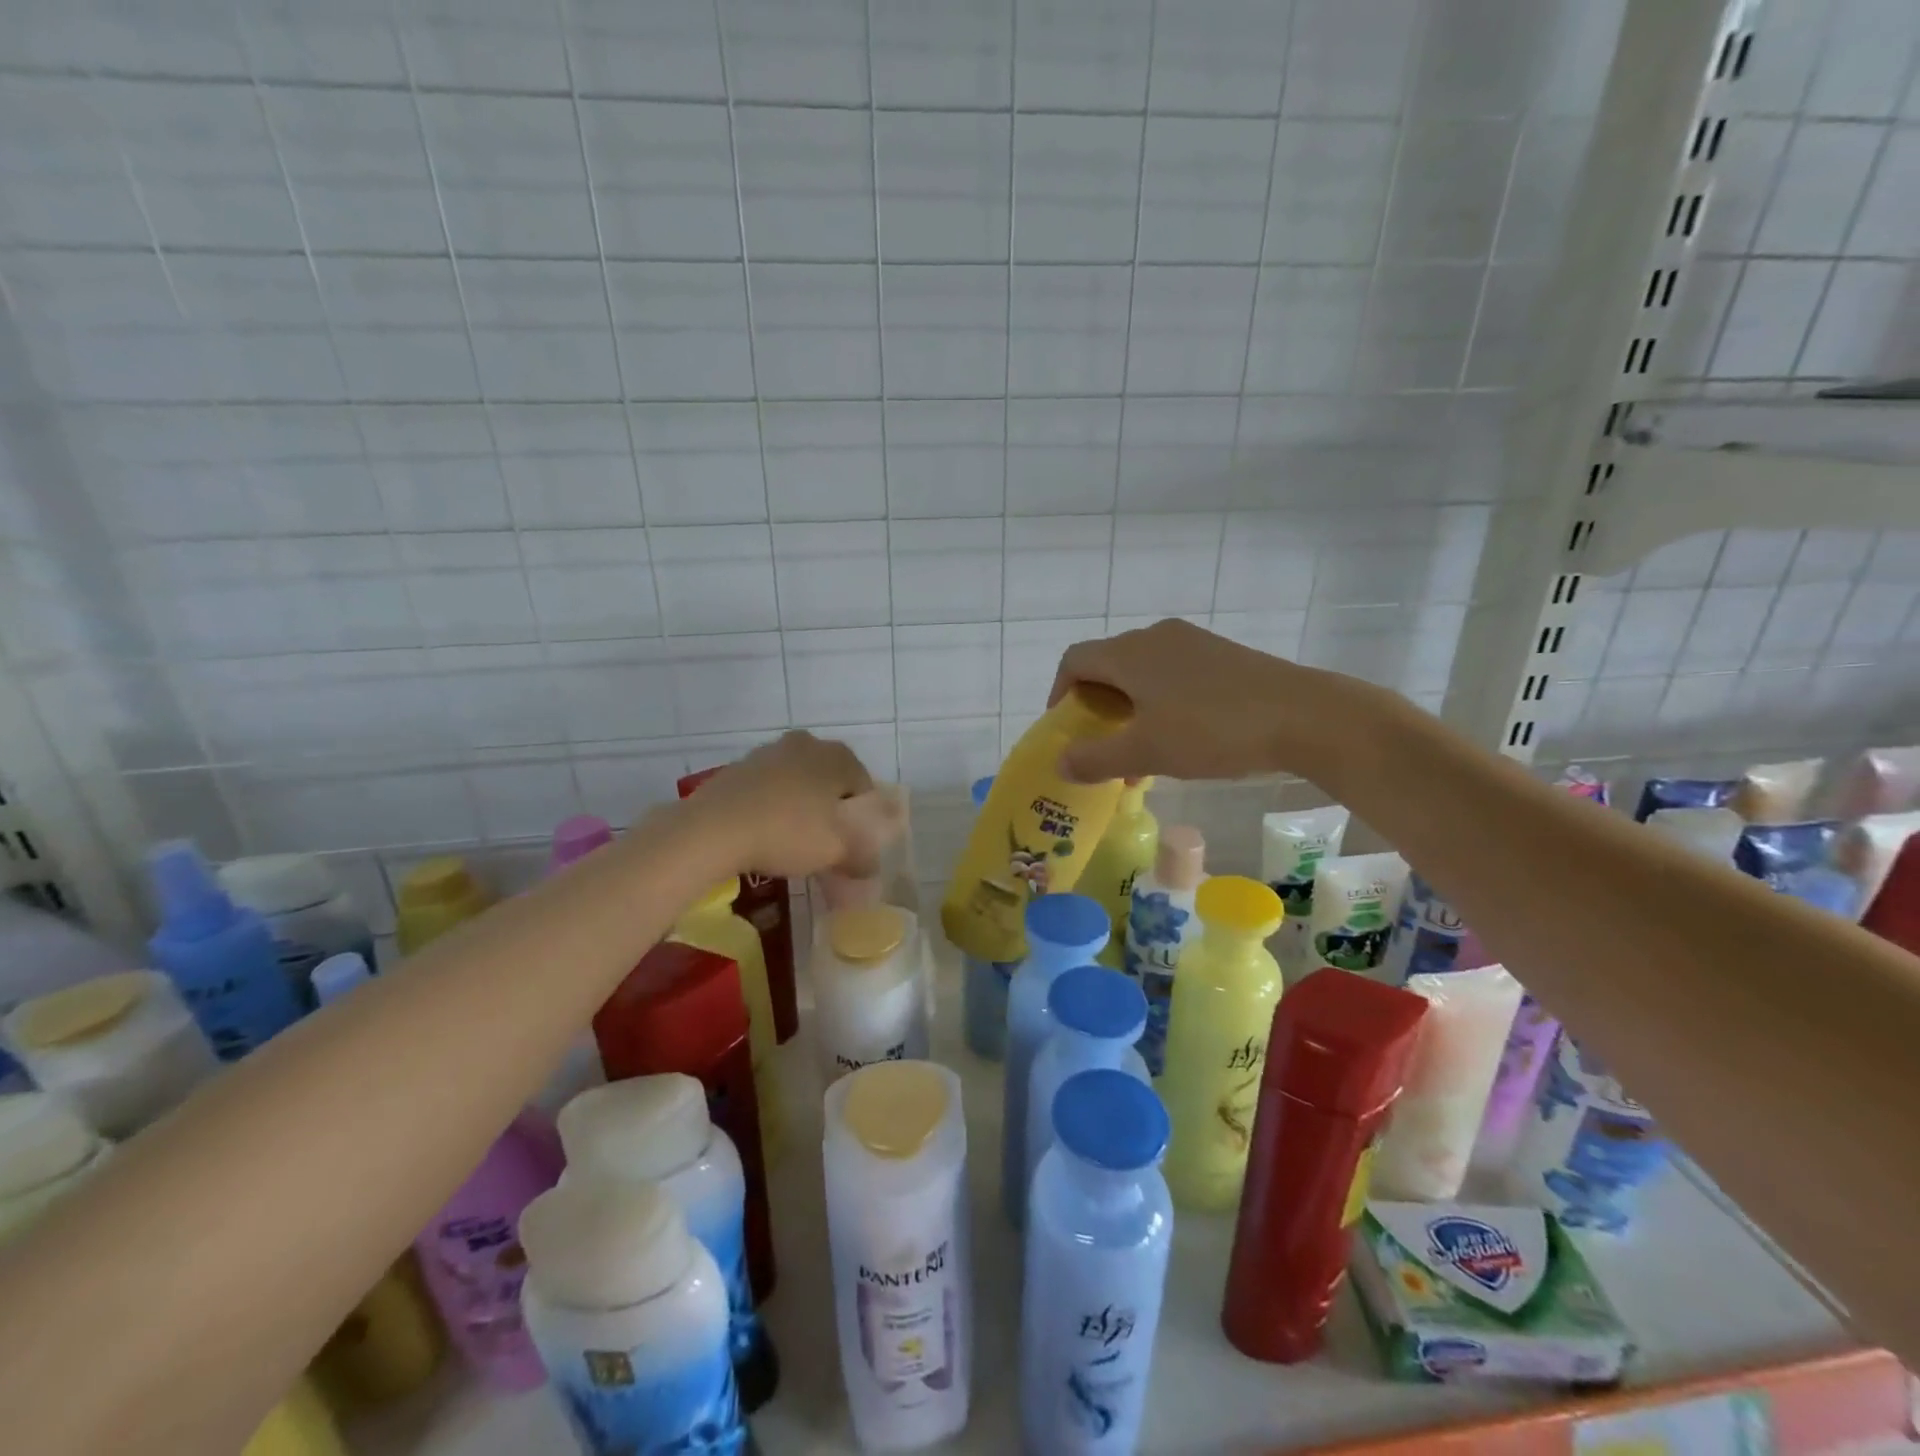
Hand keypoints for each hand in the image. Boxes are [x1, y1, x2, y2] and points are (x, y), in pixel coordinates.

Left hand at [679, 731, 876, 879]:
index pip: (864, 786)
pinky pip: (766, 788)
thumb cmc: (788, 832)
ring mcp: (768, 752)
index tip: (852, 845)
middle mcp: (806, 744)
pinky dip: (770, 807)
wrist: (713, 829)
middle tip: (824, 843)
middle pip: (829, 780)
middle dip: (829, 809)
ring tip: (790, 841)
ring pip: (796, 782)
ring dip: (799, 806)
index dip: (862, 819)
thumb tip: (869, 868)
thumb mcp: (837, 853)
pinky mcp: (738, 767)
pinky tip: (762, 834)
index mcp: (838, 756)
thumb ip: (862, 860)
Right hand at [1047, 618, 1380, 783]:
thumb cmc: (1211, 730)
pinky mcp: (1221, 655)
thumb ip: (1096, 759)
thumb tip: (1060, 764)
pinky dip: (1160, 702)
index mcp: (1129, 653)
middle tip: (1101, 746)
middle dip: (1097, 707)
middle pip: (1107, 665)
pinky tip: (1180, 737)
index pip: (1074, 661)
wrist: (1303, 715)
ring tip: (1140, 751)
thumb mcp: (1146, 752)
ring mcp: (1192, 642)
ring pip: (1142, 672)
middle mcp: (1155, 637)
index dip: (1060, 694)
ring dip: (1130, 709)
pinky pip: (1173, 674)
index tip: (1066, 730)